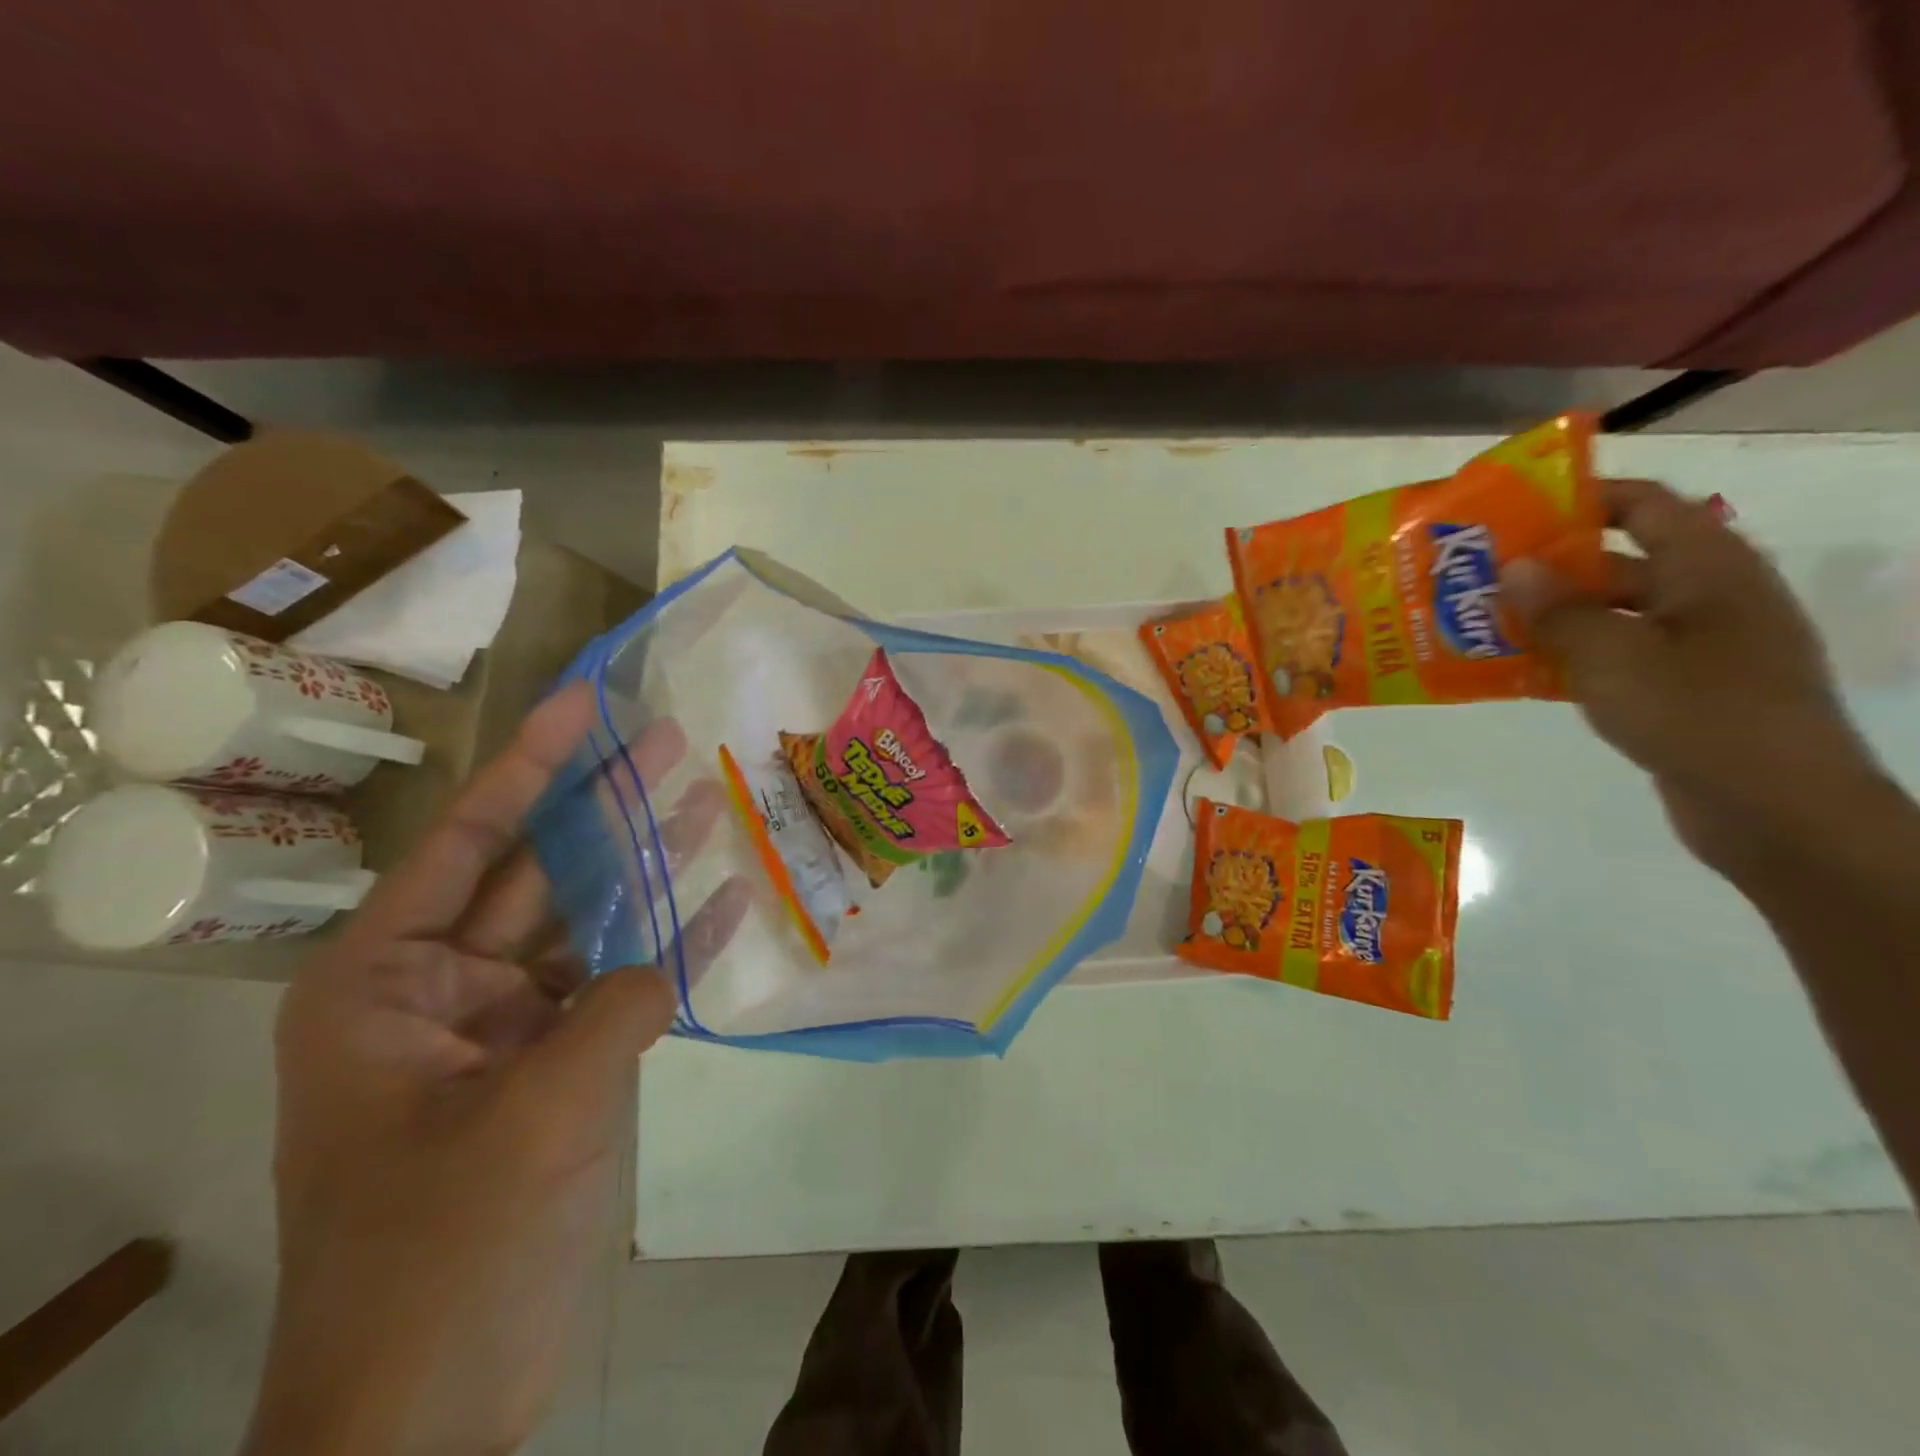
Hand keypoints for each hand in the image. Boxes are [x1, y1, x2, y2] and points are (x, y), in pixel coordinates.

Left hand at [247, 685, 748, 1455]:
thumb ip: (613, 1011)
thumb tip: (669, 958)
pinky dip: (668, 951)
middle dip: (603, 808)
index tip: (582, 704)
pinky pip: (617, 988)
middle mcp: (441, 990)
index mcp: (384, 984)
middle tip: (667, 741)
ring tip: (706, 801)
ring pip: (585, 925)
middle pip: (536, 873)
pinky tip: (724, 904)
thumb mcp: (531, 1117)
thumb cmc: (442, 1252)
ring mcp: (505, 1029)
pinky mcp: (556, 1066)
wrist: (430, 1403)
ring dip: (644, 870)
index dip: (528, 766)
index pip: (465, 842)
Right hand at [1503, 478, 1880, 880]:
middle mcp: (1707, 598)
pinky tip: (1515, 673)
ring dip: (1549, 619)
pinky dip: (1567, 659)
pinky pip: (1614, 658)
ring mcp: (1698, 648)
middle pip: (1618, 563)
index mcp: (1708, 570)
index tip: (1513, 514)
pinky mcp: (1681, 691)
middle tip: (1476, 578)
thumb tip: (1515, 567)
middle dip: (1547, 569)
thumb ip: (1559, 610)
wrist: (1776, 809)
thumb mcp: (1614, 656)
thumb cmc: (1697, 713)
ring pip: (1609, 616)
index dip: (1582, 500)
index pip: (1644, 507)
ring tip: (1480, 625)